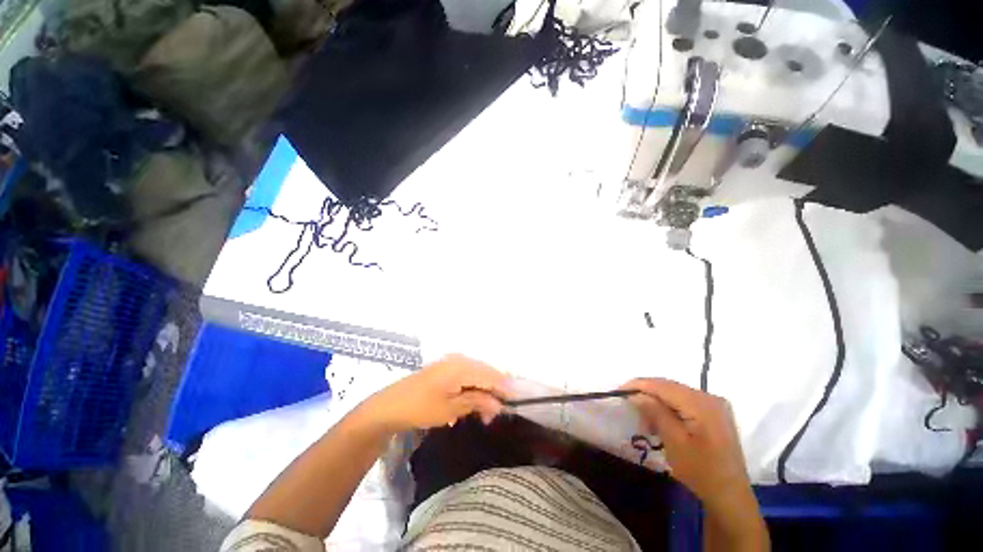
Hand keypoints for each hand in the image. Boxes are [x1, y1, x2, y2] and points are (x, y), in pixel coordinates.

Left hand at [362, 354, 509, 431]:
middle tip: (495, 415)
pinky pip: (467, 375)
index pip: (491, 375)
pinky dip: (472, 388)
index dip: (504, 388)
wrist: (389, 405)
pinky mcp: (446, 368)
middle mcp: (459, 359)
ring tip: (483, 414)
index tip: (515, 403)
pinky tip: (470, 404)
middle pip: (485, 372)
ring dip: (482, 392)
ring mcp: (451, 362)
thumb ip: (477, 402)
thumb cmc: (420, 408)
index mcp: (461, 366)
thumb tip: (499, 404)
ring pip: (476, 374)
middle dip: (493, 392)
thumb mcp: (450, 408)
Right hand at [621, 378, 752, 512]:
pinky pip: (684, 401)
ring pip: (675, 393)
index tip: (619, 390)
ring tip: (644, 416)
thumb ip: (655, 412)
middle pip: (669, 386)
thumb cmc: (701, 471)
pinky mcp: (714, 412)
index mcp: (701, 403)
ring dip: (657, 401)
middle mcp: (709, 397)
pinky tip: (661, 419)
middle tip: (629, 404)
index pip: (662, 385)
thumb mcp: (674, 442)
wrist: (730, 495)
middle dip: (647, 393)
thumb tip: (635, 394)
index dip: (638, 385)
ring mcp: (714, 404)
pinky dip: (669, 407)